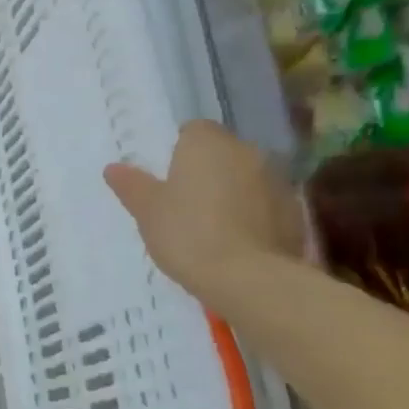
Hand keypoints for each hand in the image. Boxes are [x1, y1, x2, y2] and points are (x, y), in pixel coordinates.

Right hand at [103, 120, 304, 310]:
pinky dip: (252, 214)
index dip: (178, 151)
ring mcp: (276, 180)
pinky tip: (236, 242)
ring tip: (211, 226)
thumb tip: (113, 168)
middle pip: (222, 152)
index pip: (193, 130)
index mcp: (206, 143)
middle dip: (206, 170)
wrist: (248, 277)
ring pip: (246, 177)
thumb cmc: (187, 233)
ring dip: (232, 192)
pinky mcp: (295, 211)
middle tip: (183, 203)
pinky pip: (265, 204)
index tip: (167, 178)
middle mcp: (246, 151)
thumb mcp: (146, 211)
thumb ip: (131, 185)